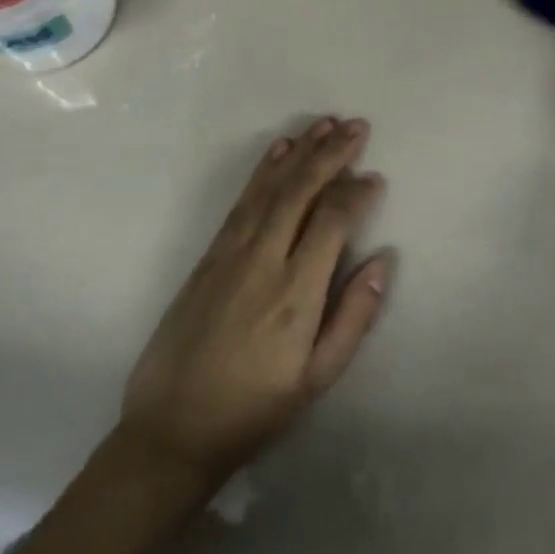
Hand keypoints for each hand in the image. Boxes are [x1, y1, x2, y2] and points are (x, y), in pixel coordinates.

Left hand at [117, 118, 390, 492]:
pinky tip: (279, 150)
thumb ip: (354, 317)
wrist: (172, 429)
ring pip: (270, 188)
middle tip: (357, 126)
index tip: (375, 177)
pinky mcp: (208, 256)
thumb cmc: (255, 408)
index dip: (356, 192)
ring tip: (325, 123)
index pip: (332, 220)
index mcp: (296, 292)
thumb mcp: (317, 378)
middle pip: (301, 190)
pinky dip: (263, 170)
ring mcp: (230, 253)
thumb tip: (382, 260)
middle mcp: (263, 260)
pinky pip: (241, 201)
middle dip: (331, 153)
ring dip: (300, 151)